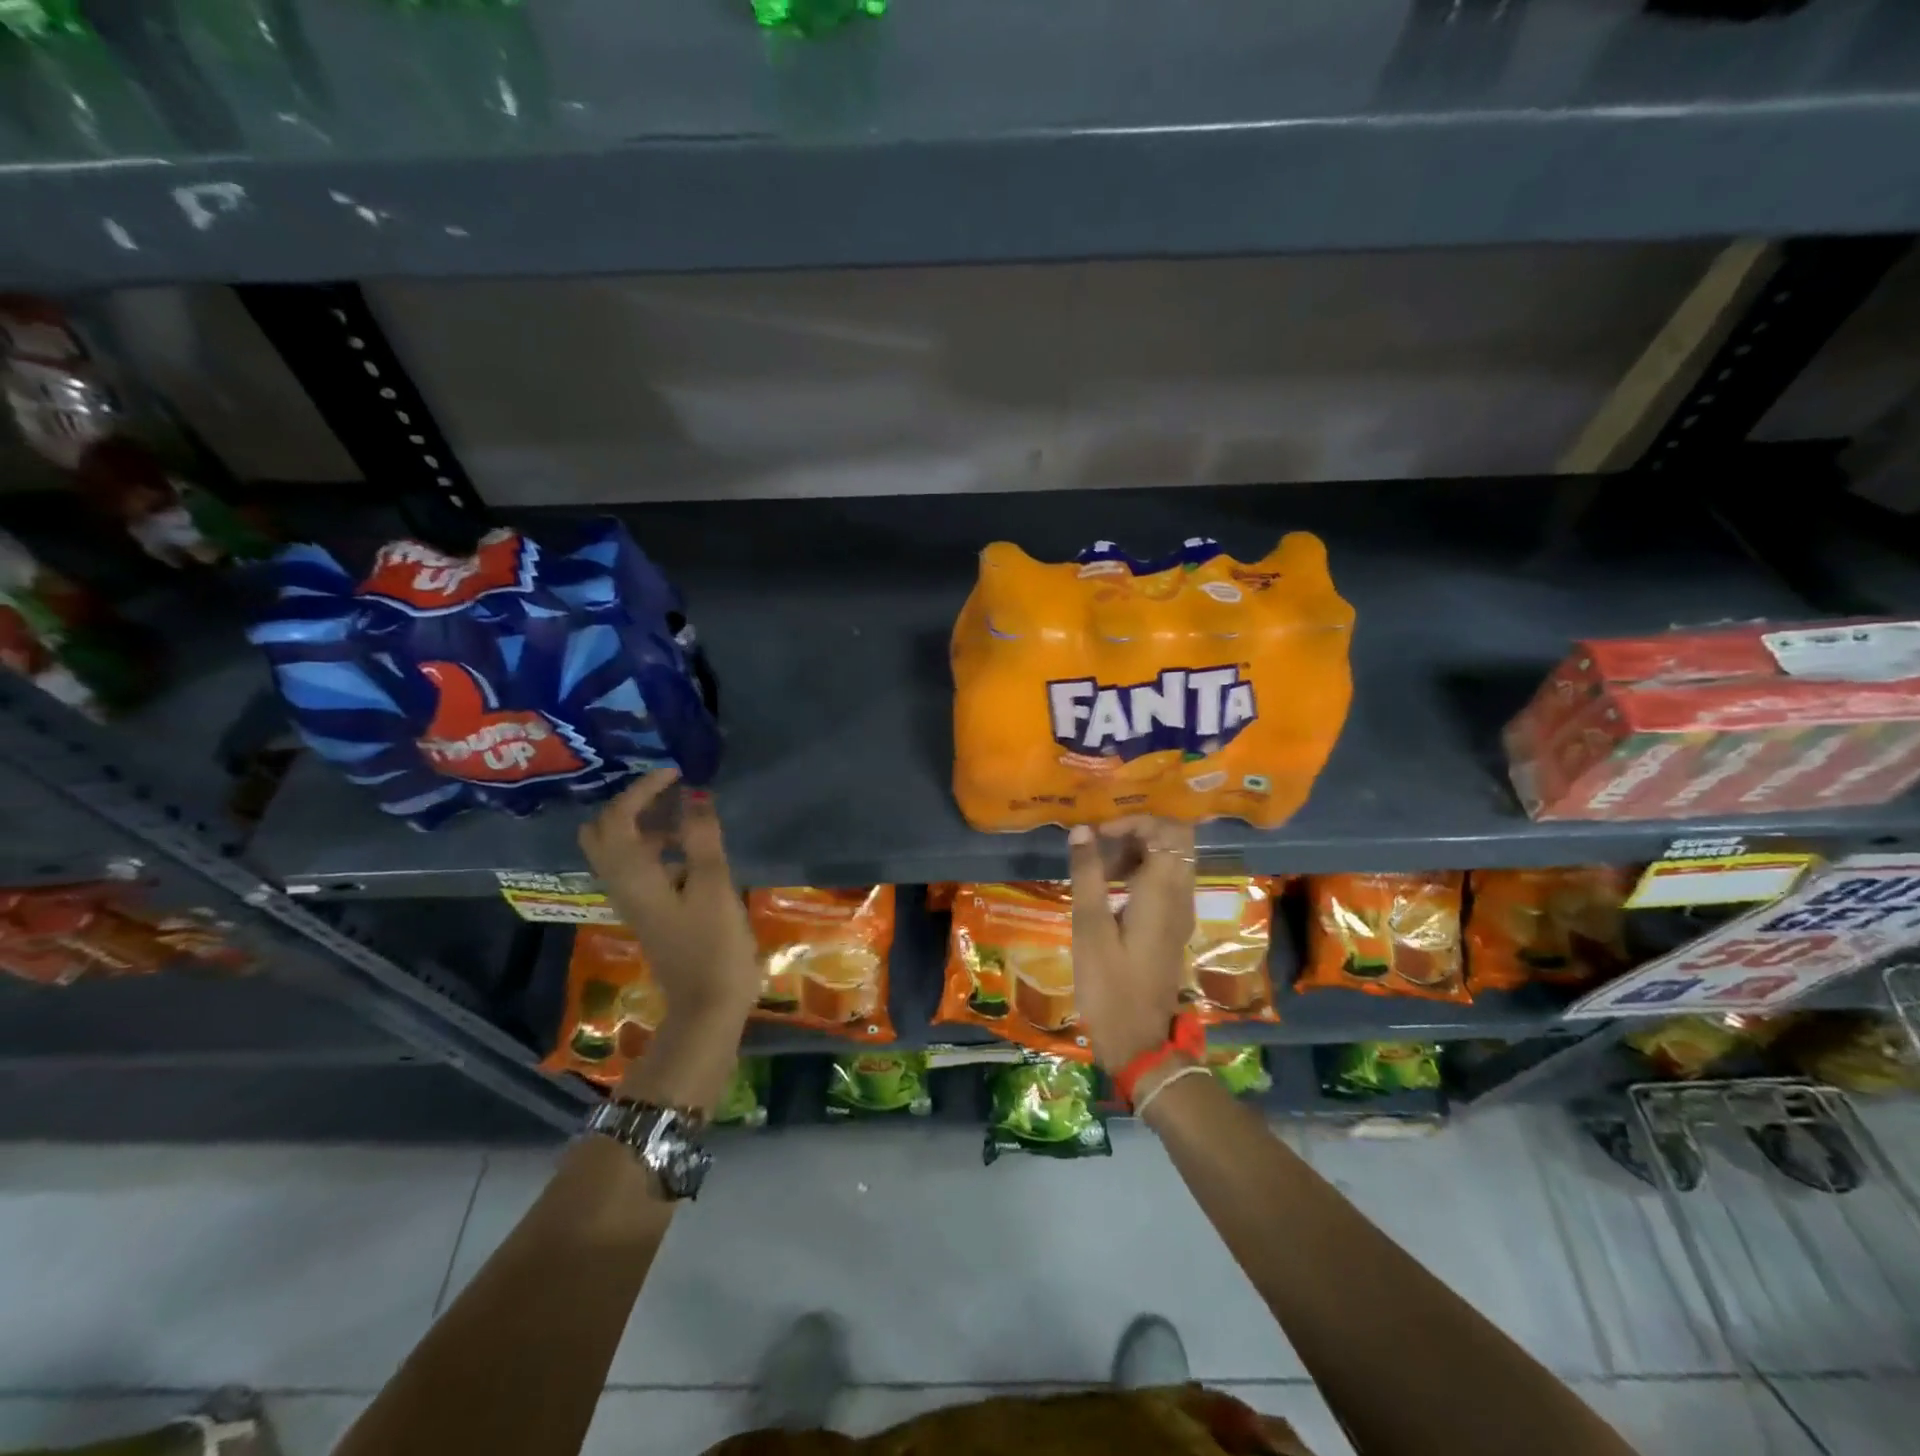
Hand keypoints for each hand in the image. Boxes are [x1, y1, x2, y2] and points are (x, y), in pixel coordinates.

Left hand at [577, 769, 759, 1107]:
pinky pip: (639, 866)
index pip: (618, 818)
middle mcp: (622, 885)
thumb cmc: (714, 946)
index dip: (642, 789)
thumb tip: (694, 794)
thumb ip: (702, 839)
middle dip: (630, 804)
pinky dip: (656, 846)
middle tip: (668, 792)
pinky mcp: (649, 912)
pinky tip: (692, 850)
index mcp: (633, 876)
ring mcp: (634, 901)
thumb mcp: (715, 887)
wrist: (708, 1006)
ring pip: (620, 850)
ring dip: (645, 824)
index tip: (676, 773)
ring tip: (688, 815)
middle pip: (603, 833)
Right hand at [1067, 816, 1196, 1073]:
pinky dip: (1141, 872)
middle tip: (1100, 847)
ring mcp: (1181, 912)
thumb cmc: (1109, 985)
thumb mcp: (1089, 927)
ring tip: (1098, 870)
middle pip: (1176, 839)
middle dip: (1137, 832)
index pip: (1167, 829)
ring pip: (1171, 859)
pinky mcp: (1173, 926)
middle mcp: (1181, 895)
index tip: (1097, 835)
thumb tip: (1081, 830)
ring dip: (1137, 852)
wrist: (1139, 1042)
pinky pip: (1166, 881)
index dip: (1132, 821)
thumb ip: (1087, 874)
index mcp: (1163, 891)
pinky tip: (1109, 890)